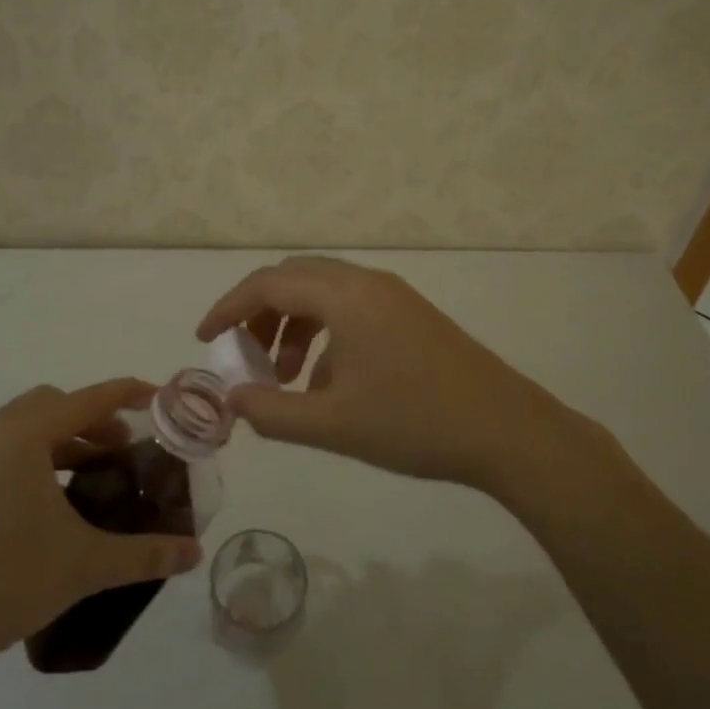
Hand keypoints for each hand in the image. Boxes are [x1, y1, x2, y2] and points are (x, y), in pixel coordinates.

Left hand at [0, 378, 202, 680]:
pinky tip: (49, 504)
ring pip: (25, 428)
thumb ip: (144, 554)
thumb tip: (194, 553)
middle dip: (93, 418)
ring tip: (92, 475)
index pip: (88, 399)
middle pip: (53, 404)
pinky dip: (35, 459)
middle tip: (123, 448)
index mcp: (23, 436)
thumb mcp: (84, 565)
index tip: (158, 396)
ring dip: (63, 439)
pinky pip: (3, 452)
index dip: (127, 393)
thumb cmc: (3, 581)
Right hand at [196, 256, 579, 494]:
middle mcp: (366, 282)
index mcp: (344, 295)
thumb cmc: (414, 423)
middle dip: (259, 313)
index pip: (268, 284)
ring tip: (284, 379)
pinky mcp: (410, 314)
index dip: (228, 308)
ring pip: (323, 293)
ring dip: (293, 326)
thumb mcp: (333, 424)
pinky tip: (327, 384)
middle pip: (294, 279)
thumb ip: (272, 412)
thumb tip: (231, 399)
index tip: (204, 338)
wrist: (506, 429)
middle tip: (242, 354)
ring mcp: (392, 295)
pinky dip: (324, 334)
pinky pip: (350, 309)